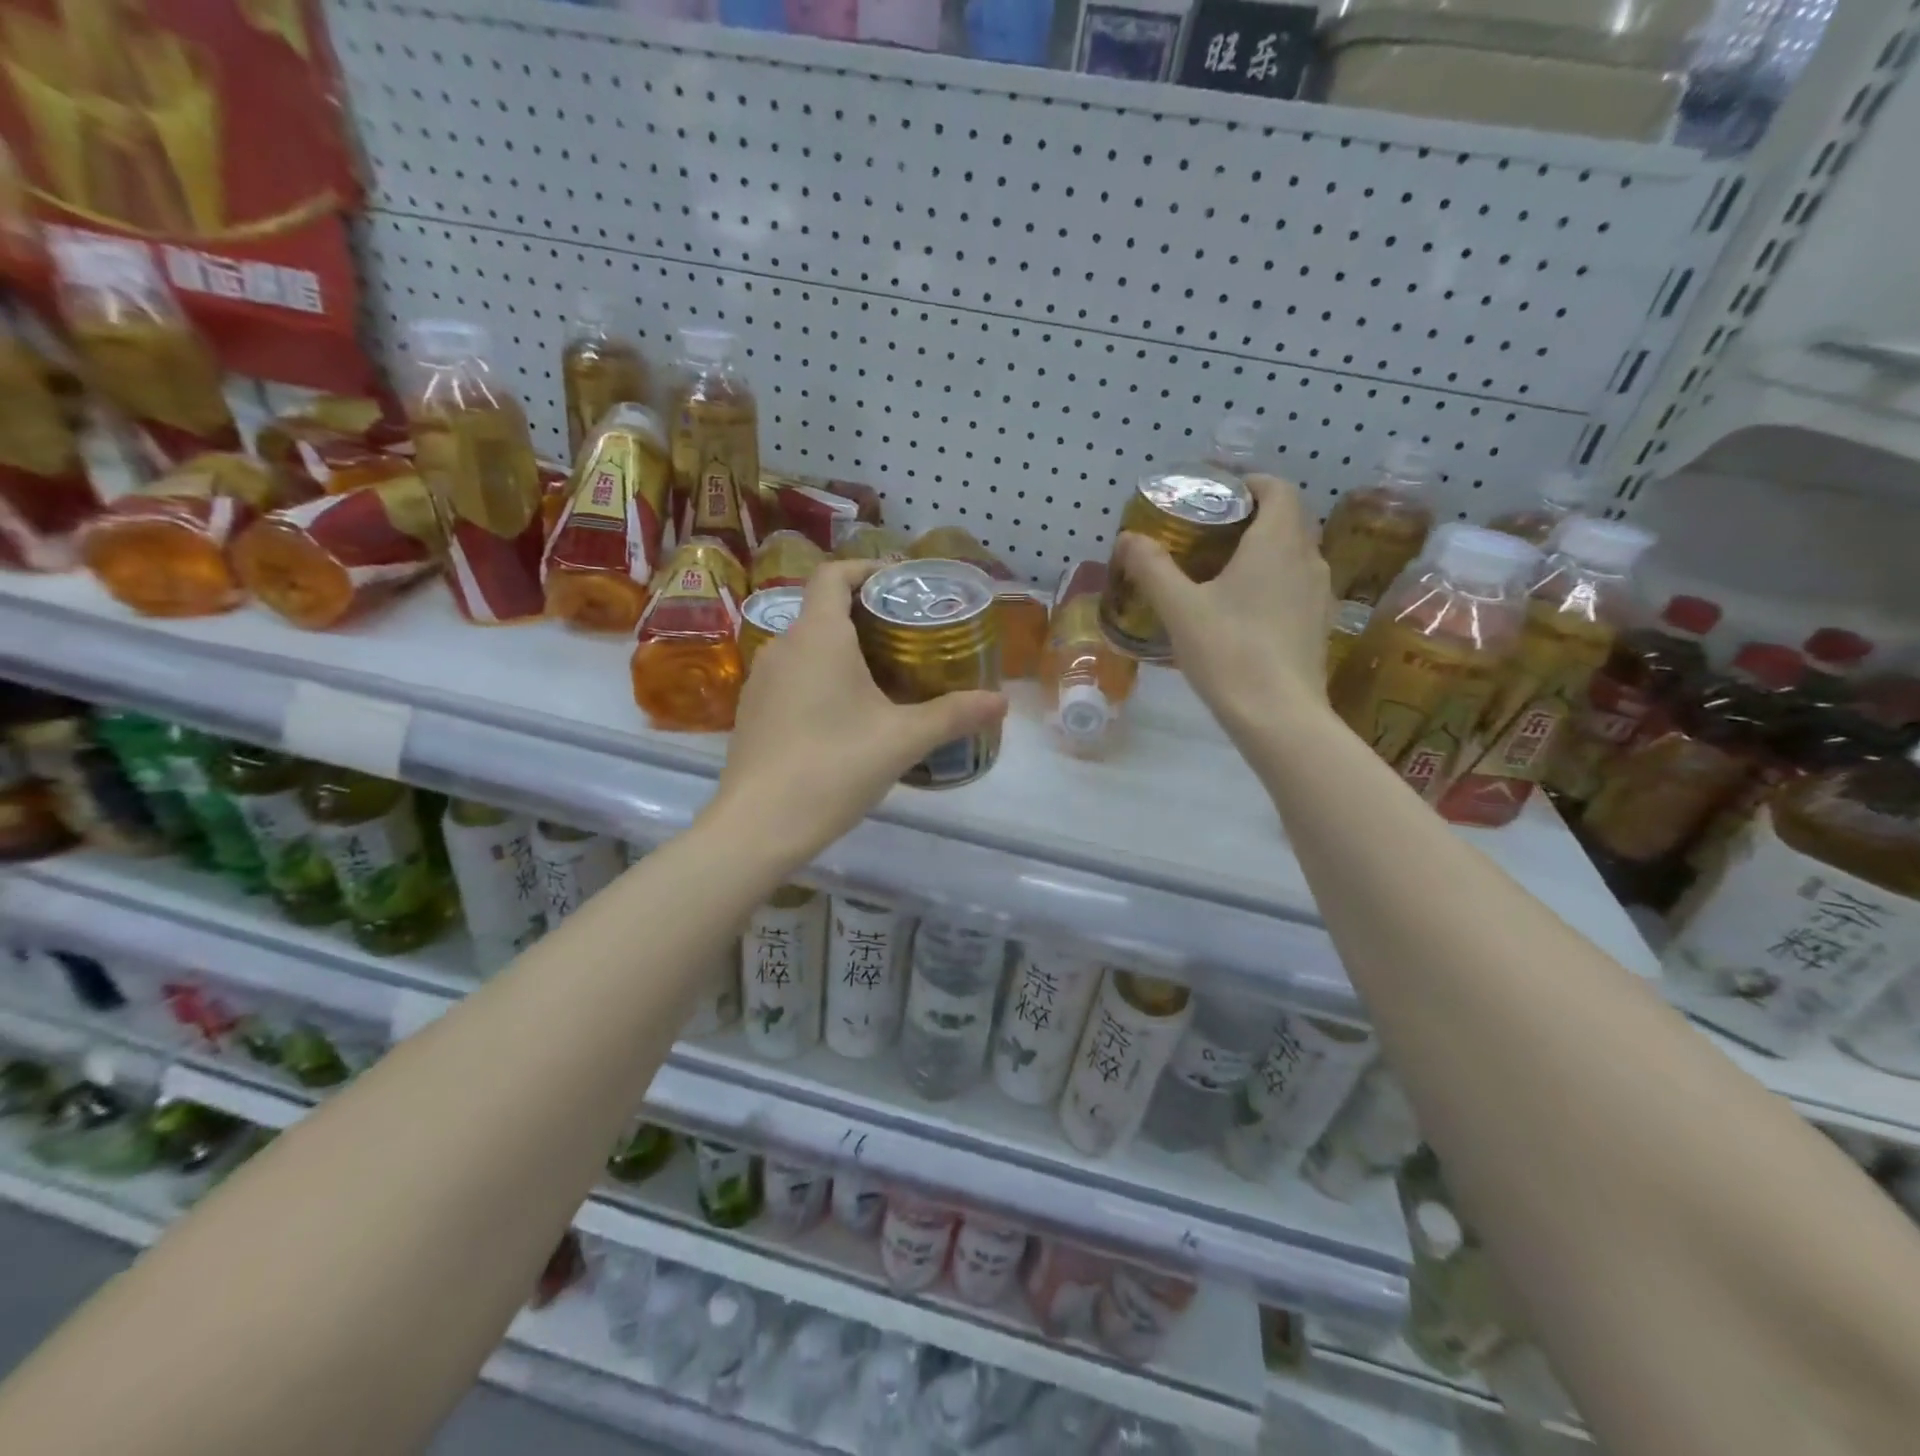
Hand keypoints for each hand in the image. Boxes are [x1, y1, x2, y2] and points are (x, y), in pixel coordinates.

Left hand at [708, 560, 1008, 868]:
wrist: (758, 826)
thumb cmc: (834, 767)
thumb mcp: (903, 740)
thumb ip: (954, 715)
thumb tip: (1001, 701)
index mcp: (818, 637)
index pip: (834, 574)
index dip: (866, 569)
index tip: (899, 583)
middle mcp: (782, 647)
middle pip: (823, 611)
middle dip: (865, 616)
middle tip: (908, 638)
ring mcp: (761, 681)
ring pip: (807, 648)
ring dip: (842, 652)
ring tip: (883, 678)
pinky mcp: (752, 713)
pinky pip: (792, 678)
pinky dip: (820, 680)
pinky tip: (845, 717)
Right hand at [1113, 474, 1331, 746]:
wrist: (1278, 716)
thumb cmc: (1228, 652)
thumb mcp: (1179, 608)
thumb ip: (1152, 568)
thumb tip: (1128, 538)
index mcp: (1277, 542)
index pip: (1276, 488)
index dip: (1248, 483)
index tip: (1215, 495)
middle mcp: (1307, 559)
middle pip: (1285, 520)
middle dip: (1249, 518)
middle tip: (1206, 535)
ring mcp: (1318, 594)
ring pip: (1291, 555)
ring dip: (1261, 552)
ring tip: (1220, 572)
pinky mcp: (1317, 625)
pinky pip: (1294, 586)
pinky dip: (1270, 582)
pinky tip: (1241, 611)